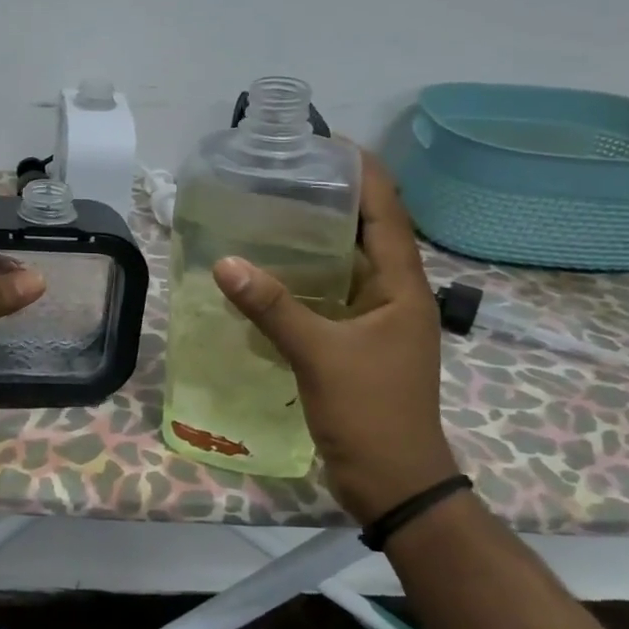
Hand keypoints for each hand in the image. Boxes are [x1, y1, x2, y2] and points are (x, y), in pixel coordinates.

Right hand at [211, 153, 457, 523]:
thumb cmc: (371, 413)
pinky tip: (269, 274)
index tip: (325, 144)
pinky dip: (304, 280)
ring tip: (270, 214)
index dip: (363, 173)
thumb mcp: (320, 355)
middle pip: (367, 232)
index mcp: (403, 287)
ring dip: (316, 240)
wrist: (394, 483)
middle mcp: (394, 295)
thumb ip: (273, 307)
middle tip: (282, 176)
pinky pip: (330, 297)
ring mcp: (377, 321)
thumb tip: (225, 263)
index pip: (388, 212)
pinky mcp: (357, 344)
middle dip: (332, 200)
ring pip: (346, 265)